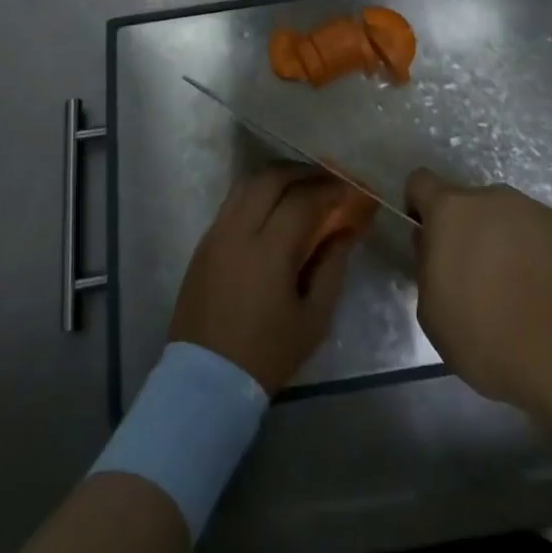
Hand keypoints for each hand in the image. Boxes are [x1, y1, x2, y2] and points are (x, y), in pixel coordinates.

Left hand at [168, 165, 358, 394]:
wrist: (206, 380)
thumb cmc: (267, 353)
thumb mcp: (314, 319)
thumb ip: (332, 268)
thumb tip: (345, 232)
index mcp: (268, 251)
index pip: (302, 200)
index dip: (328, 189)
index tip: (347, 188)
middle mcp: (238, 231)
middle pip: (271, 178)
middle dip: (302, 172)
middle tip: (325, 180)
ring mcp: (216, 233)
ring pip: (247, 183)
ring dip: (276, 176)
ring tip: (299, 186)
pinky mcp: (204, 242)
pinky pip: (232, 201)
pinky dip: (256, 192)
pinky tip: (272, 206)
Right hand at [406, 170, 551, 418]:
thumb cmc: (493, 336)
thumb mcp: (435, 316)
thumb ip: (429, 271)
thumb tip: (436, 251)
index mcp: (452, 211)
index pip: (421, 182)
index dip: (419, 207)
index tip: (427, 242)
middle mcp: (494, 198)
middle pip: (470, 205)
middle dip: (468, 235)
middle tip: (476, 283)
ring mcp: (537, 210)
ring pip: (509, 221)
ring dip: (506, 247)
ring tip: (520, 298)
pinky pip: (544, 237)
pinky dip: (541, 259)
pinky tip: (551, 300)